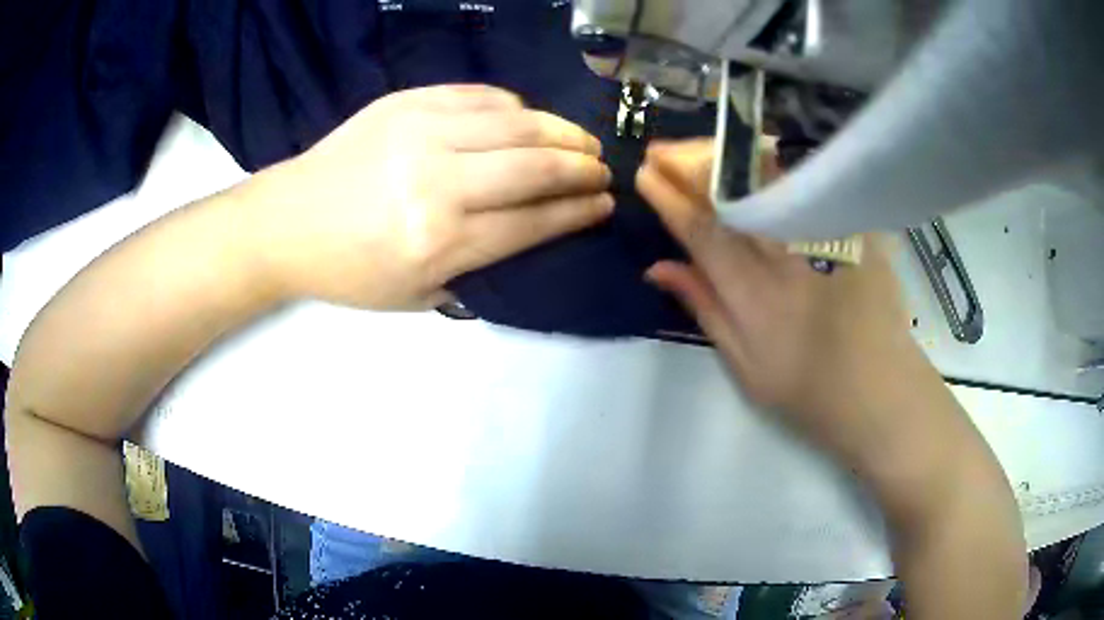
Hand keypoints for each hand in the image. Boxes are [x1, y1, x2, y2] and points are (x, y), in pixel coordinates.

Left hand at [248, 85, 613, 308]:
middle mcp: (438, 180)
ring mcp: (421, 131)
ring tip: (581, 140)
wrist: (287, 222)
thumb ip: (476, 270)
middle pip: (534, 167)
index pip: (532, 221)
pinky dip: (514, 106)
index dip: (577, 212)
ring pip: (515, 122)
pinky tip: (527, 118)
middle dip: (581, 168)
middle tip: (602, 170)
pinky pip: (478, 95)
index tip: (605, 205)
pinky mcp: (407, 102)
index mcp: (439, 241)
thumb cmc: (348, 271)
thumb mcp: (413, 297)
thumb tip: (528, 236)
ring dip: (559, 131)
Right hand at [636, 139, 936, 459]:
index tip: (645, 175)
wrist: (879, 390)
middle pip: (733, 192)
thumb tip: (658, 267)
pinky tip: (754, 153)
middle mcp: (787, 256)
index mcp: (755, 295)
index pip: (702, 230)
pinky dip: (775, 161)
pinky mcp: (852, 228)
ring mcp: (824, 236)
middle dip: (689, 164)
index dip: (669, 198)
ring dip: (727, 156)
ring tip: (699, 149)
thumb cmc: (808, 390)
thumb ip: (704, 308)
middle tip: (660, 151)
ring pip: (768, 178)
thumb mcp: (745, 366)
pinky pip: (807, 181)